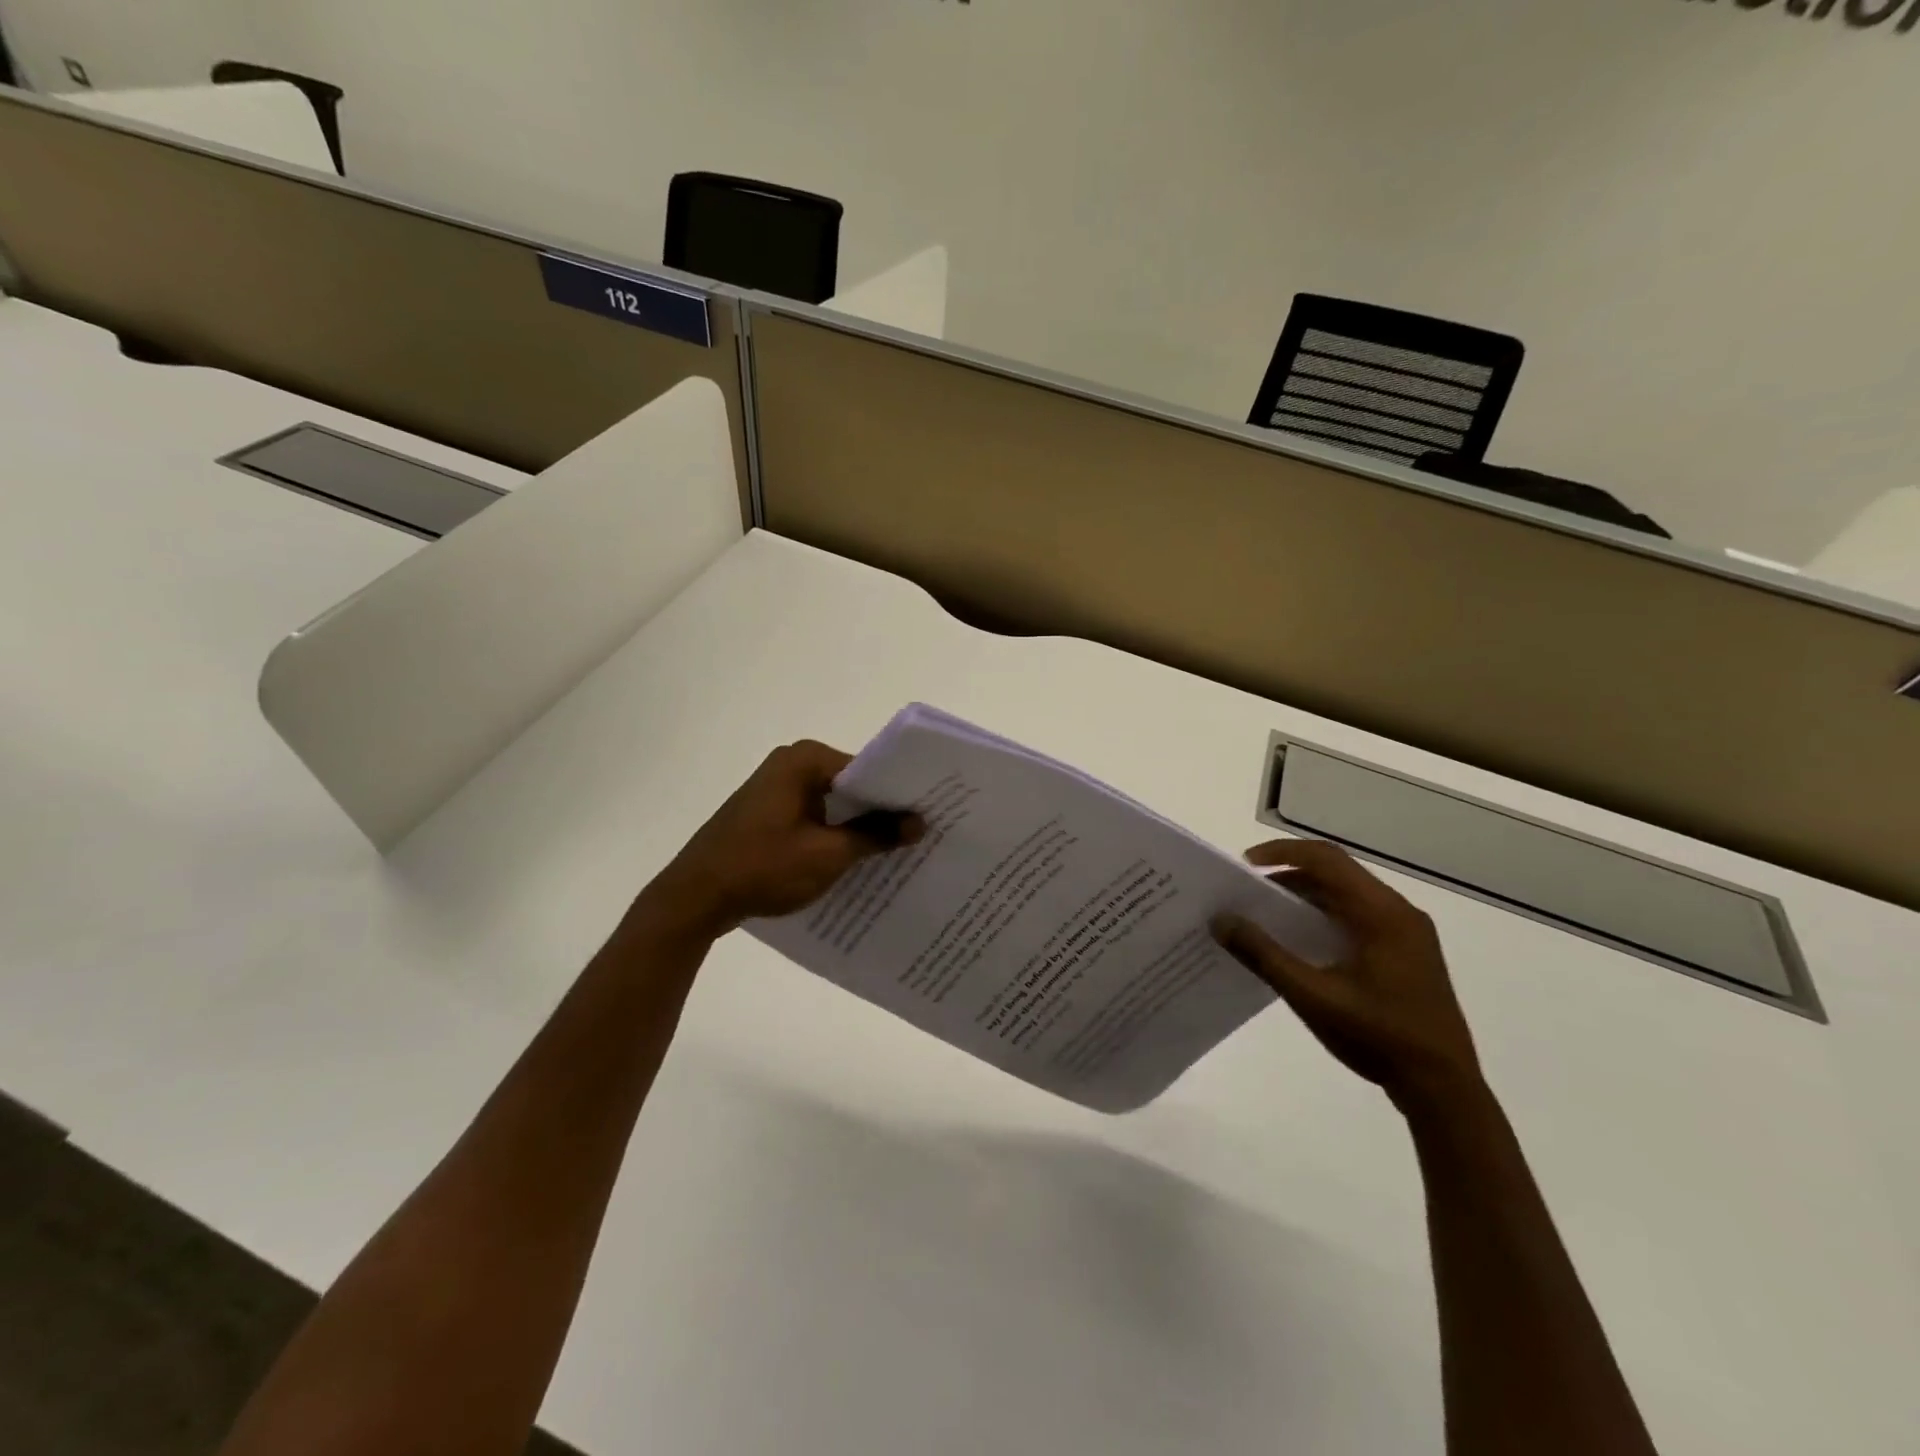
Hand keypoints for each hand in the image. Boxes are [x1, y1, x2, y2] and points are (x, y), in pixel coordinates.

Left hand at [647, 740, 920, 936]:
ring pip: (832, 804)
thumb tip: (919, 822)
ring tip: (897, 851)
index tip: (930, 815)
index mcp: (804, 761)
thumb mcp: (828, 854)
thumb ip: (876, 835)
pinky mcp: (766, 814)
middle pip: (850, 785)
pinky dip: (833, 835)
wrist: (695, 898)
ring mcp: (775, 789)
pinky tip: (856, 860)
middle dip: (881, 811)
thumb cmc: (763, 867)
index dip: (898, 794)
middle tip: (921, 834)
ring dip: (857, 826)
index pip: (868, 769)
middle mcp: (790, 764)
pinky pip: (813, 818)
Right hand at [1213, 839, 1484, 1113]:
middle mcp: (1398, 912)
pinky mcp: (1408, 953)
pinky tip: (1301, 942)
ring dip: (1306, 896)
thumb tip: (1221, 920)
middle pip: (1337, 872)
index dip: (1281, 853)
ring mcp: (1407, 933)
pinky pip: (1359, 916)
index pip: (1326, 859)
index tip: (1244, 866)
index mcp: (1382, 913)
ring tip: (1266, 915)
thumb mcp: (1312, 996)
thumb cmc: (1379, 1037)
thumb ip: (1264, 955)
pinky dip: (1325, 916)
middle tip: (1248, 891)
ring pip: (1348, 894)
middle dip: (1289, 874)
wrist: (1445, 1090)